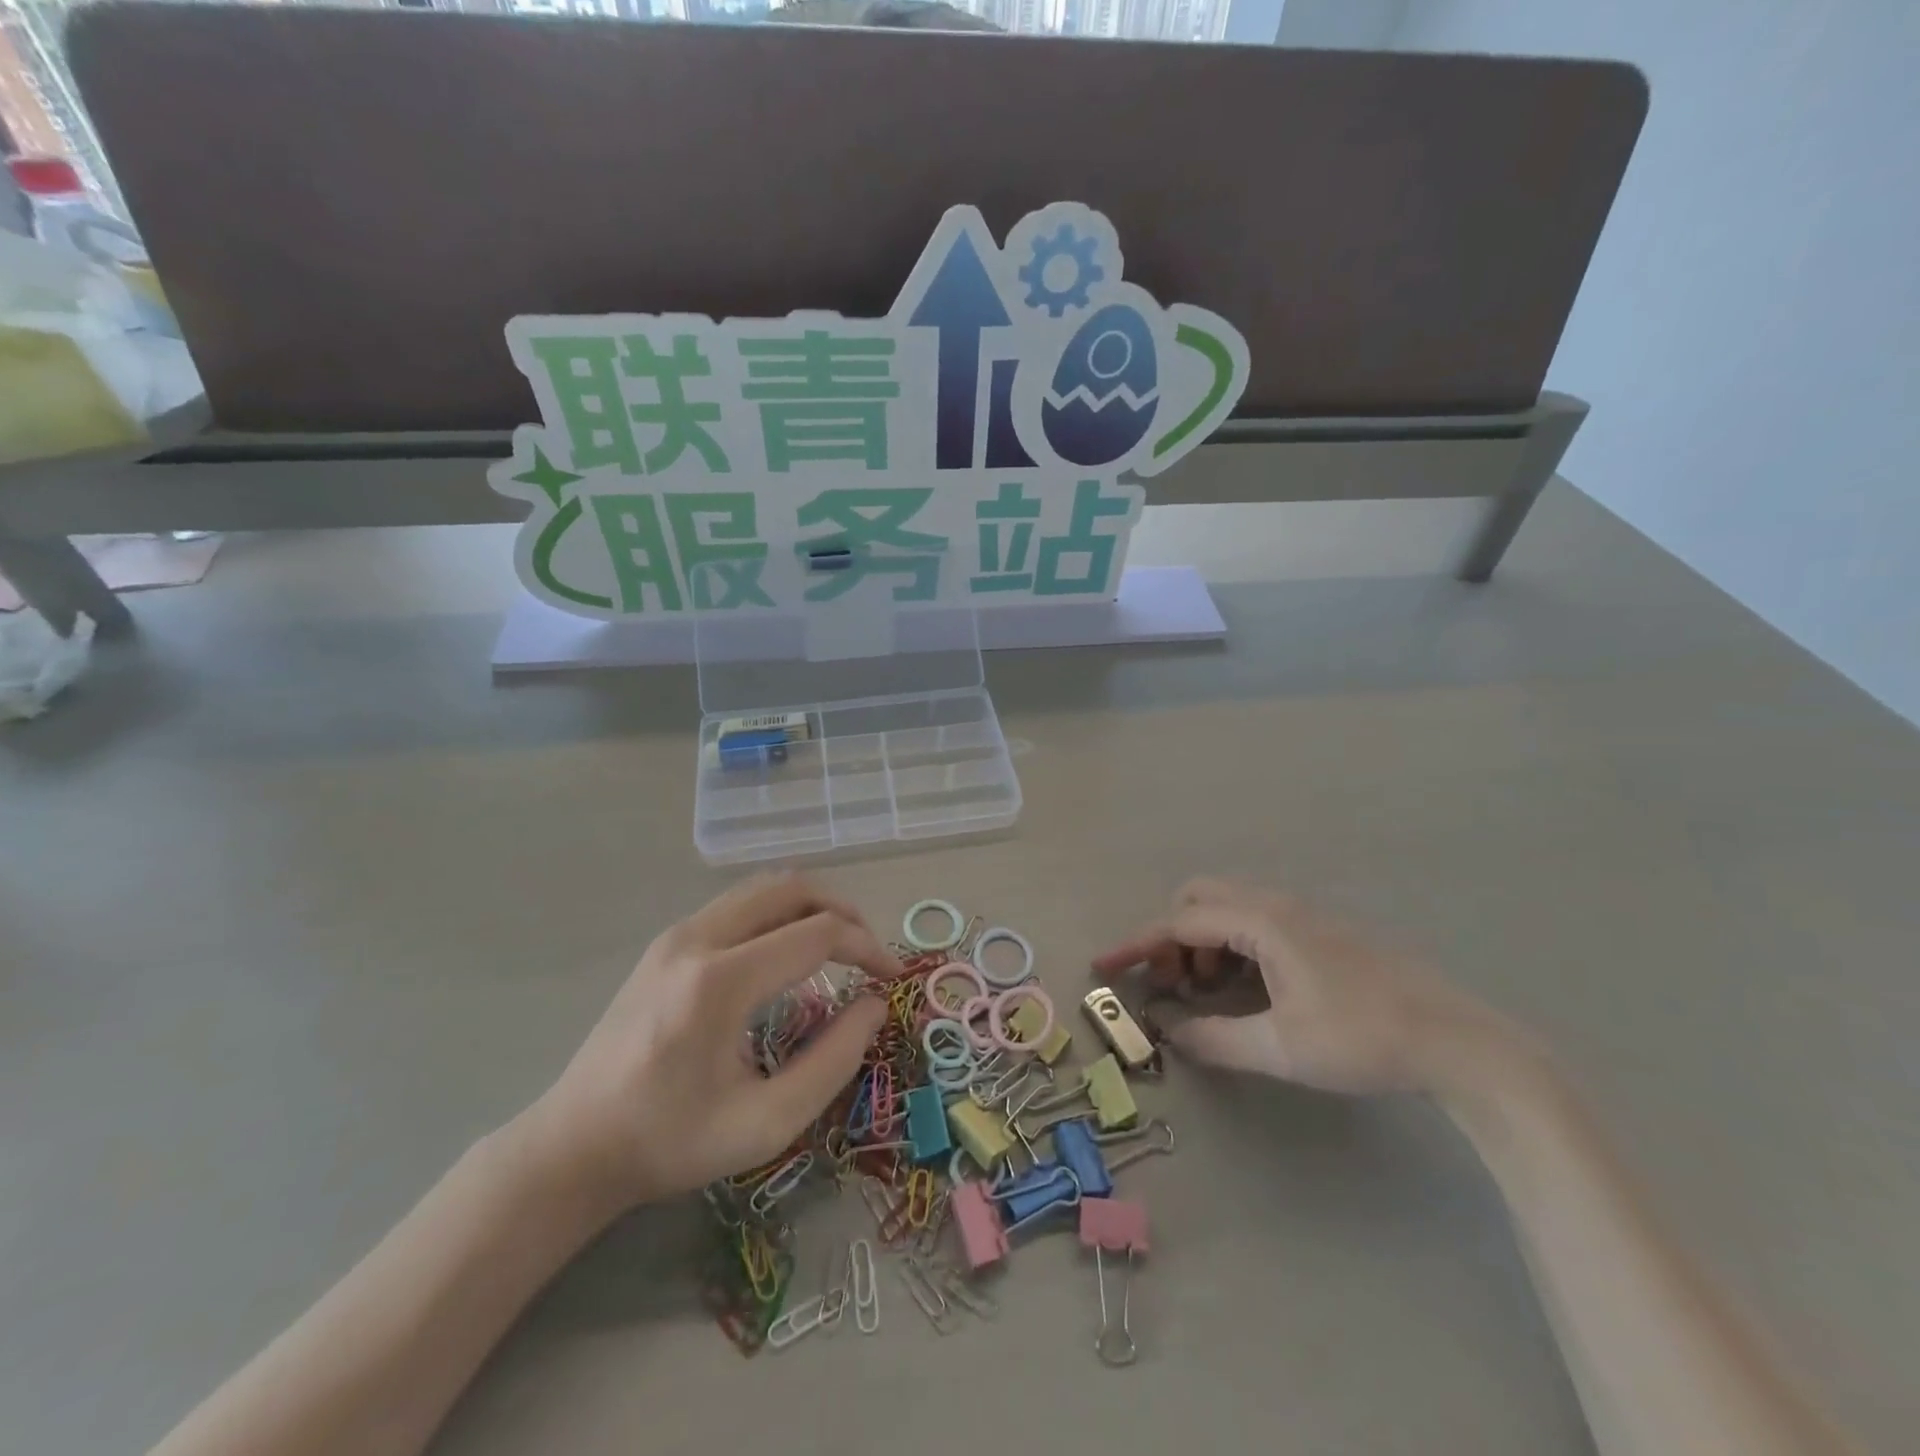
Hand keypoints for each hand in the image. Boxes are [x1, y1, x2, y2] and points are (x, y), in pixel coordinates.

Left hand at [518, 874, 893, 1219]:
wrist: (573, 1146)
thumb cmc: (672, 1142)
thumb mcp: (767, 1123)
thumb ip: (834, 1061)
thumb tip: (874, 1005)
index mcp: (721, 983)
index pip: (817, 933)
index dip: (867, 947)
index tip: (892, 977)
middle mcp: (697, 939)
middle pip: (791, 888)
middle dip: (843, 910)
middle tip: (868, 950)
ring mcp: (676, 935)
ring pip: (764, 888)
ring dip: (811, 906)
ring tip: (837, 945)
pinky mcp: (666, 943)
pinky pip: (738, 904)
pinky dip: (779, 913)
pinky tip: (788, 953)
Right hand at [1093, 878, 1521, 1095]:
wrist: (1457, 1042)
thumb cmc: (1362, 1038)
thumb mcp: (1281, 1048)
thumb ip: (1215, 1039)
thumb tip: (1169, 1033)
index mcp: (1263, 922)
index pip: (1180, 922)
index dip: (1138, 945)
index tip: (1104, 965)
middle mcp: (1278, 905)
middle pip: (1201, 897)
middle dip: (1173, 935)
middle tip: (1173, 982)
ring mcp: (1304, 916)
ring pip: (1230, 908)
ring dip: (1204, 941)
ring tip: (1208, 992)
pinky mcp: (1322, 933)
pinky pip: (1256, 923)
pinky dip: (1232, 945)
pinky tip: (1248, 988)